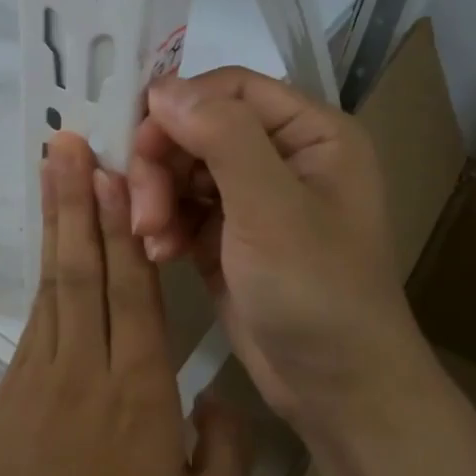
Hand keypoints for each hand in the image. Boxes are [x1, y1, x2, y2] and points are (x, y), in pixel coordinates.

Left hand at [0, 133, 251, 475]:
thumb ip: (228, 449)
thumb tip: (217, 395)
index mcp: (139, 390)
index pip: (131, 292)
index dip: (120, 229)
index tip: (114, 174)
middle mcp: (88, 364)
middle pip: (82, 268)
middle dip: (77, 200)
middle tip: (69, 142)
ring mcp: (43, 368)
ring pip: (54, 279)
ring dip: (56, 220)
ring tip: (54, 167)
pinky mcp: (17, 380)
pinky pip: (39, 310)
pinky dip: (46, 266)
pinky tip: (52, 239)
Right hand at [127, 69, 418, 432]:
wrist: (336, 388)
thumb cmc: (317, 291)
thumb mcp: (272, 208)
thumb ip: (222, 136)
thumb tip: (164, 86)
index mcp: (311, 133)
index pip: (230, 88)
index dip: (179, 107)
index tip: (138, 145)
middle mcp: (281, 155)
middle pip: (198, 127)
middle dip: (163, 164)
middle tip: (144, 211)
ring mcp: (252, 198)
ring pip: (182, 167)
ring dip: (157, 197)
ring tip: (152, 238)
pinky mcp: (228, 236)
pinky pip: (180, 207)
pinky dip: (163, 224)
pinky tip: (160, 253)